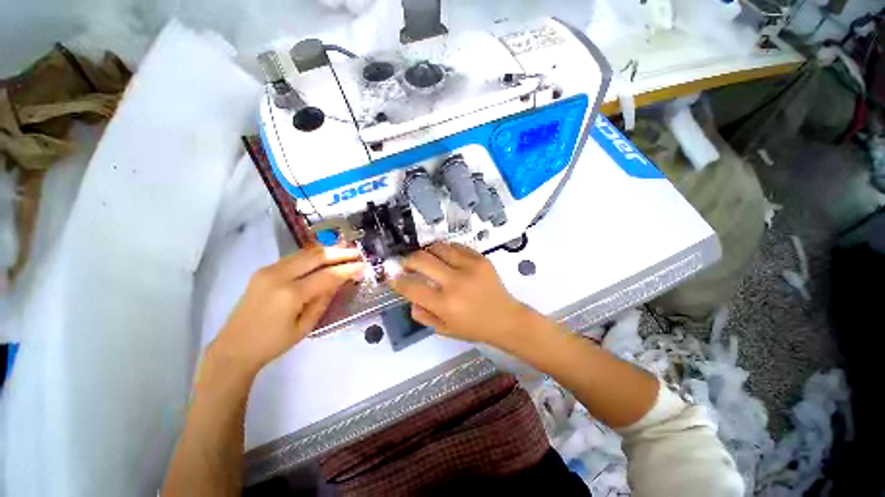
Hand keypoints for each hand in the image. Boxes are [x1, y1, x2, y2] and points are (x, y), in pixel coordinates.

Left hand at [209, 246, 364, 375]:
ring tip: (345, 251)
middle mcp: (278, 275)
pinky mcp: (264, 270)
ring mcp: (268, 270)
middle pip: (316, 256)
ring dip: (327, 251)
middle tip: (357, 253)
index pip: (328, 275)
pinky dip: (313, 256)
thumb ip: (324, 300)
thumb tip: (340, 281)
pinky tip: (324, 257)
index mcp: (290, 294)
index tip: (363, 265)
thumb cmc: (273, 343)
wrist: (234, 348)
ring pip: (305, 253)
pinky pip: (294, 257)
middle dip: (340, 253)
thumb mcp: (306, 326)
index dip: (348, 269)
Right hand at [390, 243, 532, 347]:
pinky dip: (446, 250)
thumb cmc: (473, 327)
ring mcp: (470, 266)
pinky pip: (456, 246)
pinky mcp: (480, 258)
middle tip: (407, 264)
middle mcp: (455, 282)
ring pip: (437, 247)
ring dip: (427, 252)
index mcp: (445, 304)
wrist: (505, 318)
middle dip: (408, 260)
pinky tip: (446, 258)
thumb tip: (409, 295)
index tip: (393, 276)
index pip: (410, 286)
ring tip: (428, 260)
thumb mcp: (443, 329)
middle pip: (421, 259)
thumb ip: (422, 314)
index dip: (396, 280)